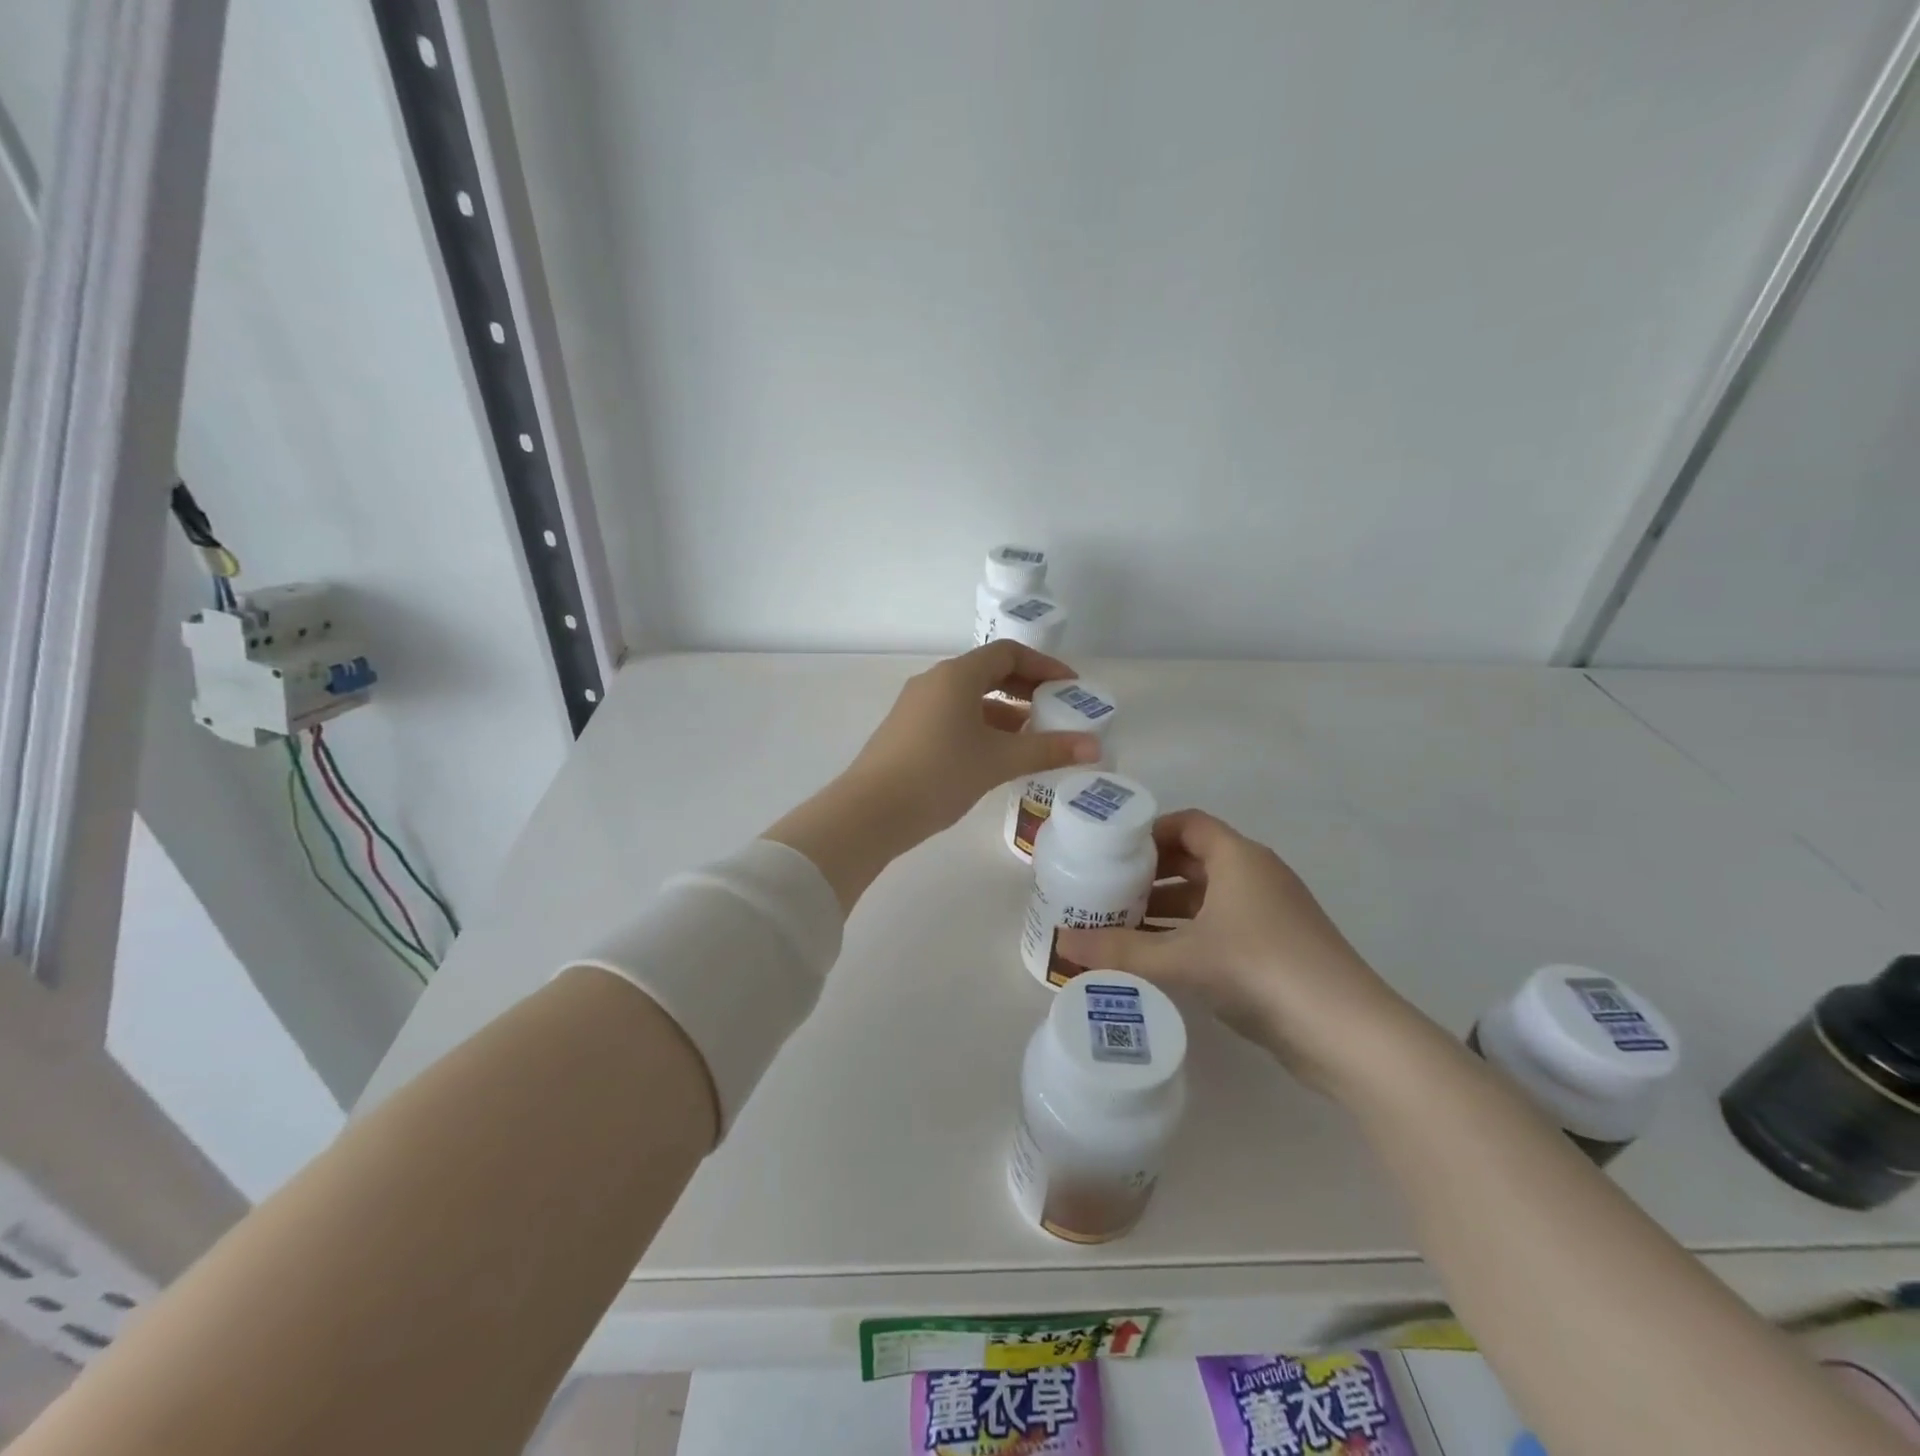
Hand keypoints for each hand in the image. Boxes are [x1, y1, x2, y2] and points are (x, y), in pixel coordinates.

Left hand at [836, 640, 1103, 845]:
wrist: (871, 812)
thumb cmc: (940, 774)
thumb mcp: (999, 761)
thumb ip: (1048, 750)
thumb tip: (1095, 747)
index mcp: (956, 675)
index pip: (1008, 653)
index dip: (1044, 665)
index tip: (1070, 687)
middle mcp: (934, 682)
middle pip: (988, 672)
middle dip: (1026, 688)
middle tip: (1056, 710)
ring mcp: (916, 706)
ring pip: (970, 697)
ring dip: (1004, 710)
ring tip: (1033, 735)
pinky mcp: (907, 731)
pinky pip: (953, 716)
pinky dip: (981, 726)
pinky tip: (996, 754)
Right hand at [1054, 810, 1422, 1094]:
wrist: (1347, 1032)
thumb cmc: (1261, 969)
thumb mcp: (1182, 959)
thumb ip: (1120, 951)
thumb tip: (1061, 944)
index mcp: (1239, 858)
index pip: (1189, 823)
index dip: (1149, 831)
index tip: (1111, 850)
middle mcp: (1256, 875)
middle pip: (1195, 858)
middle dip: (1151, 872)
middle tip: (1107, 888)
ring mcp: (1271, 913)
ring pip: (1208, 896)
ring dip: (1168, 906)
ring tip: (1122, 924)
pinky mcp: (1277, 948)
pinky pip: (1222, 925)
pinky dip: (1190, 932)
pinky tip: (1160, 957)